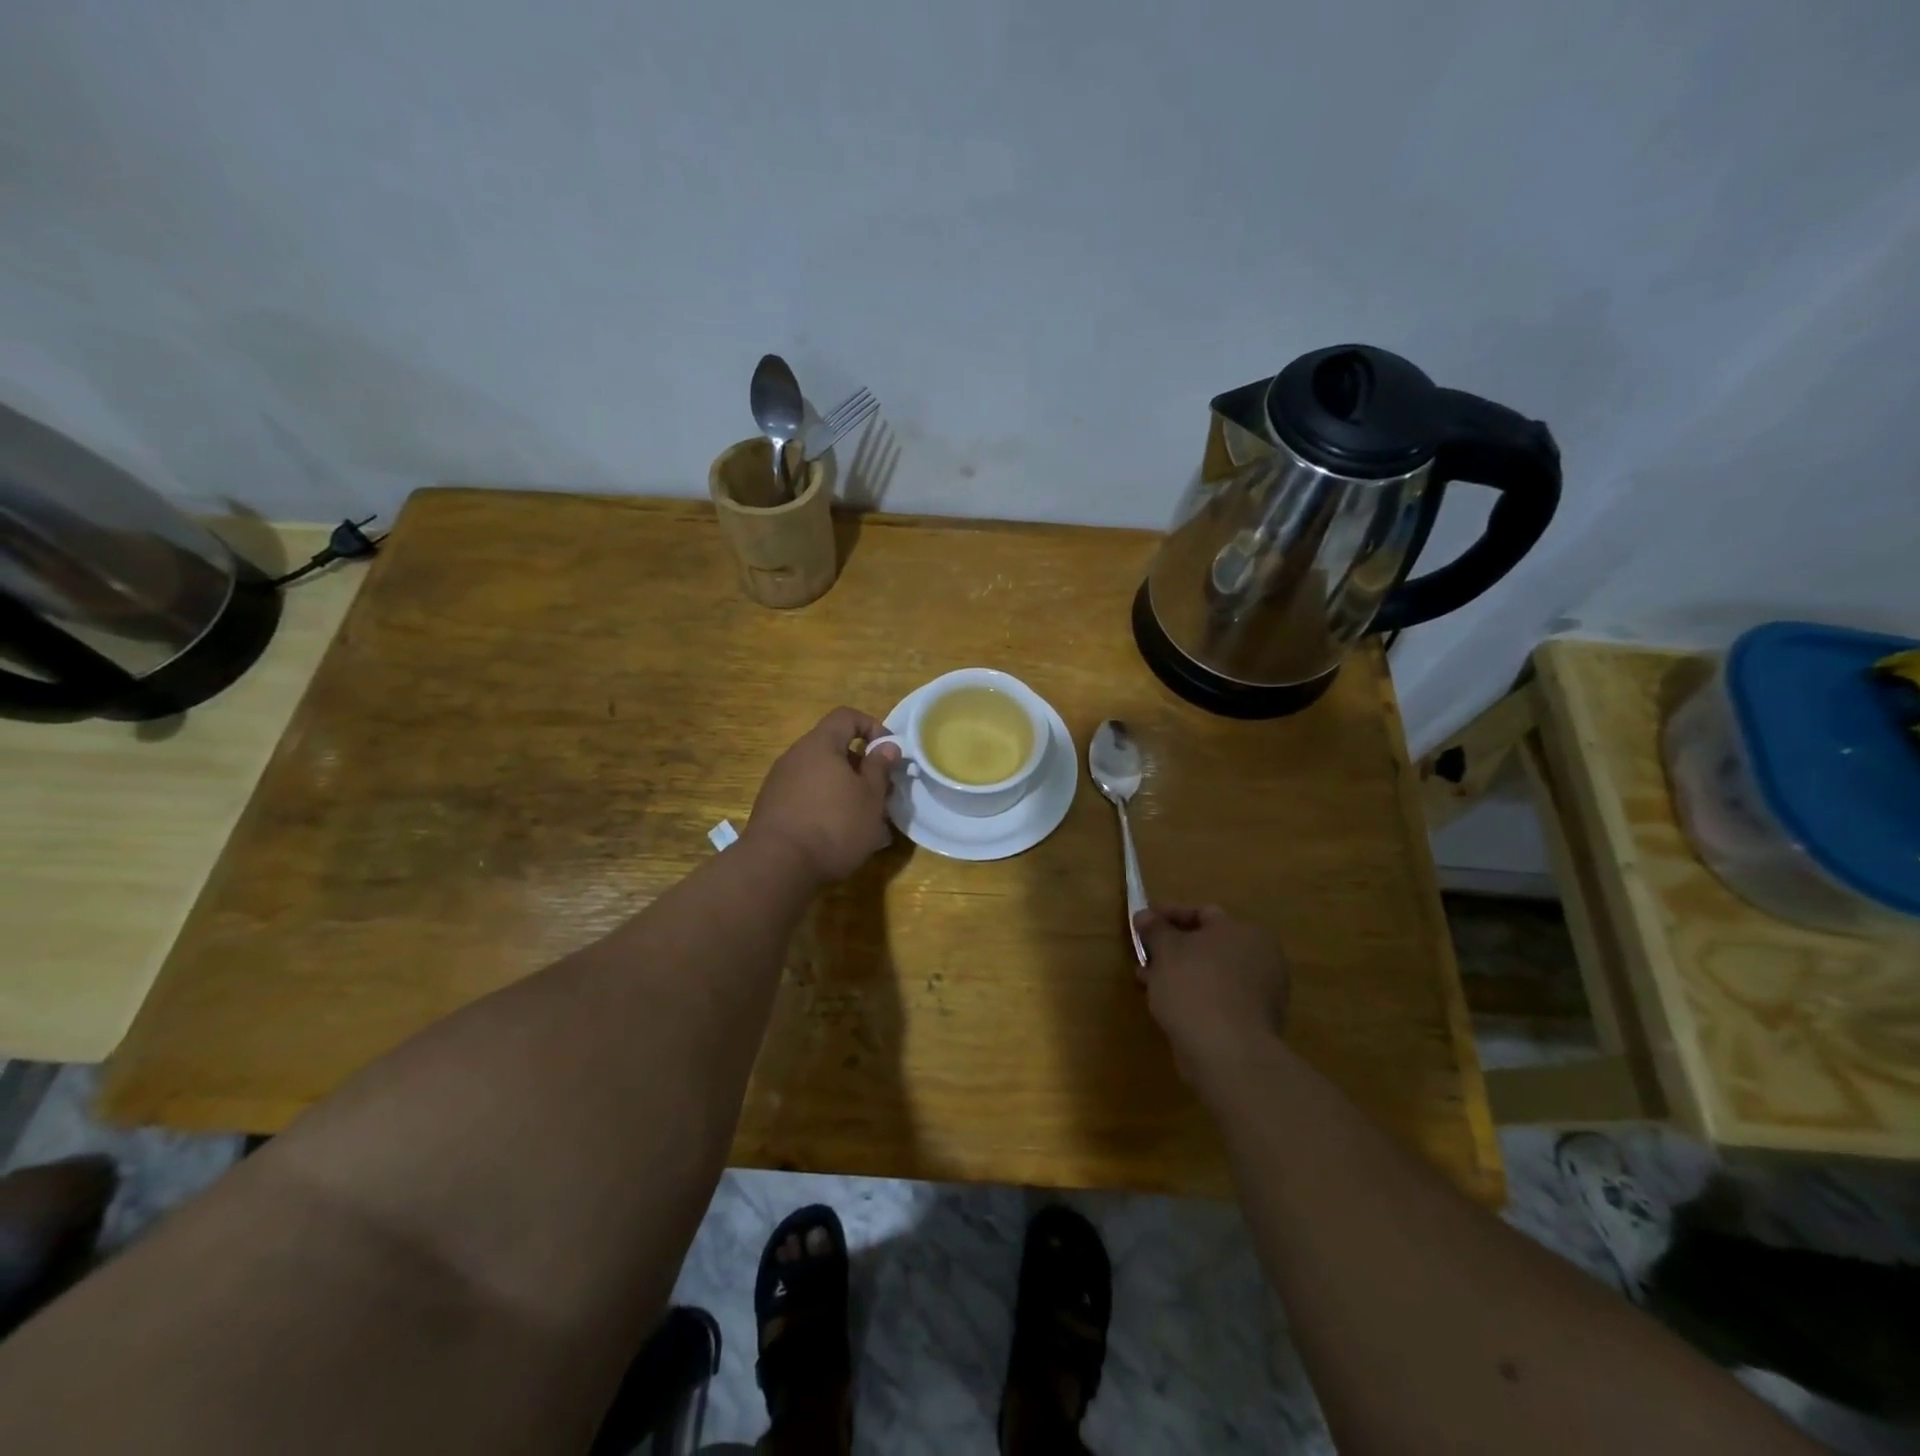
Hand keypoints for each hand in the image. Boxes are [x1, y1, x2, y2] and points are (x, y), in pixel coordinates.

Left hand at [744, 707, 900, 885]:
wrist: (776, 867)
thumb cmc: (833, 825)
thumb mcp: (870, 797)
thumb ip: (880, 768)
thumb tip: (887, 746)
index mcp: (820, 745)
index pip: (847, 716)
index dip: (873, 727)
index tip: (889, 753)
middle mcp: (796, 757)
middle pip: (834, 749)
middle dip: (863, 768)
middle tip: (883, 794)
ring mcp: (780, 784)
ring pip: (823, 778)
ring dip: (847, 792)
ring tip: (868, 823)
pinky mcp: (773, 810)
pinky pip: (808, 799)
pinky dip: (828, 809)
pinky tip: (842, 838)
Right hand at [1136, 905, 1289, 1090]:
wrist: (1226, 1052)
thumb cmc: (1195, 986)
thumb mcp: (1166, 950)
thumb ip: (1155, 929)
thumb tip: (1144, 915)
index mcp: (1246, 932)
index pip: (1202, 914)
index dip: (1168, 915)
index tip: (1142, 923)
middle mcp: (1261, 958)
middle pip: (1208, 945)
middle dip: (1172, 948)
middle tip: (1144, 953)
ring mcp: (1261, 993)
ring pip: (1210, 973)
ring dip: (1179, 973)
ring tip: (1148, 980)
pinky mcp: (1253, 1023)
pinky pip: (1217, 998)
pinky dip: (1193, 996)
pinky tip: (1168, 1004)